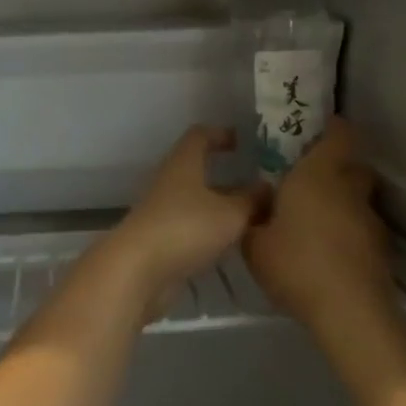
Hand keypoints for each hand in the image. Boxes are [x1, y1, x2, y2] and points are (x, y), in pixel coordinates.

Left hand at [107, 127, 267, 313]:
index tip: (243, 141)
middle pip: (198, 170)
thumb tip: (268, 188)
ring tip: (253, 217)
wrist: (137, 271)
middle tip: (258, 185)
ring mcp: (162, 212)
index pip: (200, 136)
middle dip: (227, 176)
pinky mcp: (161, 241)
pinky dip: (211, 230)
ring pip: (197, 201)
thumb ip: (252, 200)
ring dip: (221, 206)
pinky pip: (191, 227)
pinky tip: (232, 243)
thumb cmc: (186, 228)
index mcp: (184, 164)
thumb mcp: (230, 214)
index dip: (221, 134)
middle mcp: (170, 182)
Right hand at [243, 119, 393, 338]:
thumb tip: (257, 207)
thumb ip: (252, 220)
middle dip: (335, 167)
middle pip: (352, 165)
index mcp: (318, 175)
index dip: (331, 128)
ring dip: (342, 203)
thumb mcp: (254, 244)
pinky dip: (348, 232)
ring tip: (315, 223)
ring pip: (358, 198)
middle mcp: (349, 189)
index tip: (314, 132)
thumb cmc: (297, 265)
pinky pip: (361, 228)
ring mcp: (370, 219)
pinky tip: (328, 253)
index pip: (339, 134)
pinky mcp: (381, 249)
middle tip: (308, 180)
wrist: (349, 312)